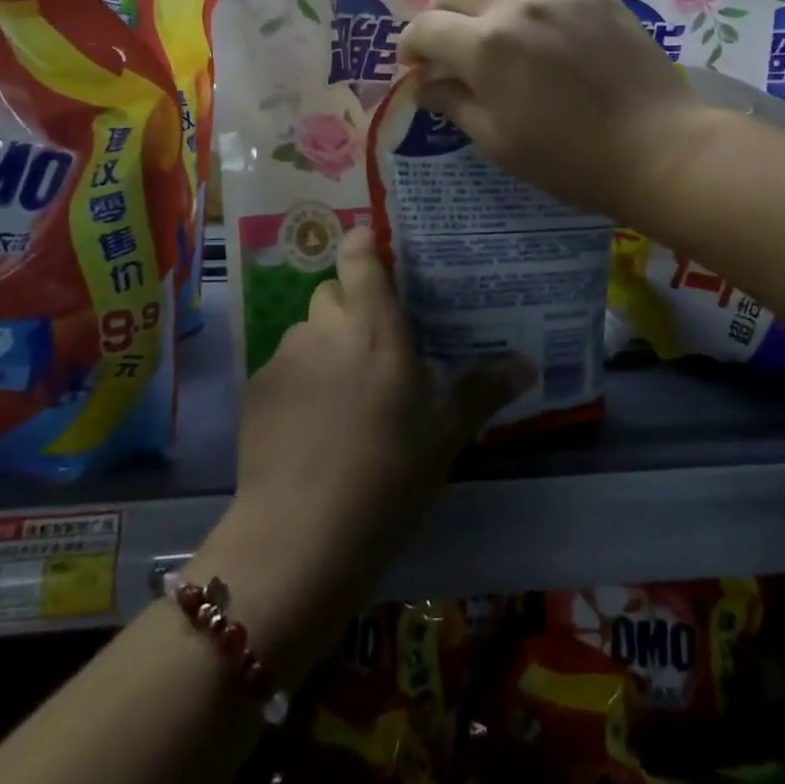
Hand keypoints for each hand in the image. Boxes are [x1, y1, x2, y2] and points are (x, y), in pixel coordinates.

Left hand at [195, 229, 527, 684]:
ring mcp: (285, 358)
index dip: (364, 245)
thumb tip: (528, 364)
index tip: (376, 251)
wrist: (301, 538)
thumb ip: (483, 391)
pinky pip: (282, 365)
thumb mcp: (445, 437)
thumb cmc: (389, 479)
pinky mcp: (256, 389)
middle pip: (331, 292)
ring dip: (323, 345)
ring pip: (306, 330)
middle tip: (372, 346)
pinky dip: (298, 379)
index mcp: (376, 330)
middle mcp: (326, 330)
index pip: (360, 259)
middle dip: (350, 307)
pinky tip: (309, 425)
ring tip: (340, 393)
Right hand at [396, 0, 702, 219]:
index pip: (427, 29)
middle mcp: (516, 4)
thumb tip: (425, 84)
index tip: (414, 63)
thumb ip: (455, 104)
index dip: (411, 46)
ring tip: (478, 0)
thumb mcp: (498, 143)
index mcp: (486, 47)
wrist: (654, 147)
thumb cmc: (570, 159)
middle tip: (442, 38)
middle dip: (437, 13)